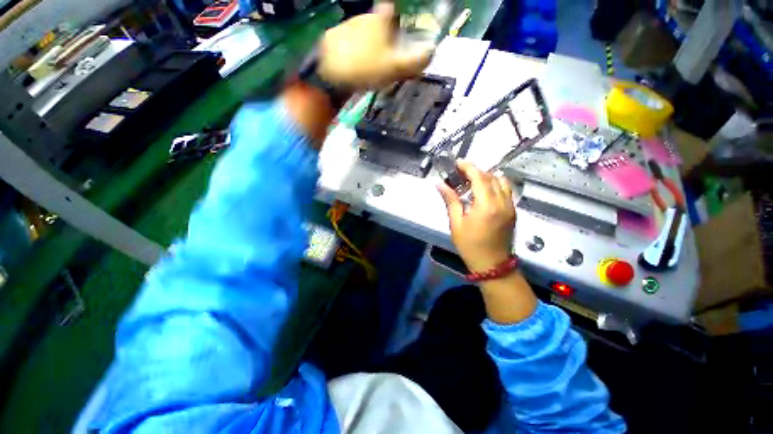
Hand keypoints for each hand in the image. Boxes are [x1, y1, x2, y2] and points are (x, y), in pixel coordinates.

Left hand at [318, 2, 432, 89]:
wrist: (331, 75)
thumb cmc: (367, 68)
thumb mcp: (396, 68)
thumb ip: (415, 61)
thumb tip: (432, 52)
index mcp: (380, 19)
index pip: (392, 9)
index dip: (397, 20)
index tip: (399, 34)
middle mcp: (363, 17)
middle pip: (377, 22)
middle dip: (383, 36)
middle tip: (386, 56)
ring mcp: (346, 27)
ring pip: (362, 33)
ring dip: (368, 45)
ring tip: (370, 65)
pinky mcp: (333, 39)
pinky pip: (348, 43)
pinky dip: (354, 52)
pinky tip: (355, 66)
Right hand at [438, 161, 515, 272]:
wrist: (492, 265)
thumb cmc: (470, 245)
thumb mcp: (456, 223)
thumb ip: (450, 200)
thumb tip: (440, 184)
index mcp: (486, 206)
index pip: (480, 177)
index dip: (468, 167)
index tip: (458, 162)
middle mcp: (502, 202)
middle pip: (491, 177)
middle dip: (476, 171)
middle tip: (461, 173)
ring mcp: (510, 206)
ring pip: (502, 181)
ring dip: (487, 177)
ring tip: (473, 181)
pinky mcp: (513, 211)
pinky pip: (506, 190)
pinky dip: (495, 185)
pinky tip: (483, 191)